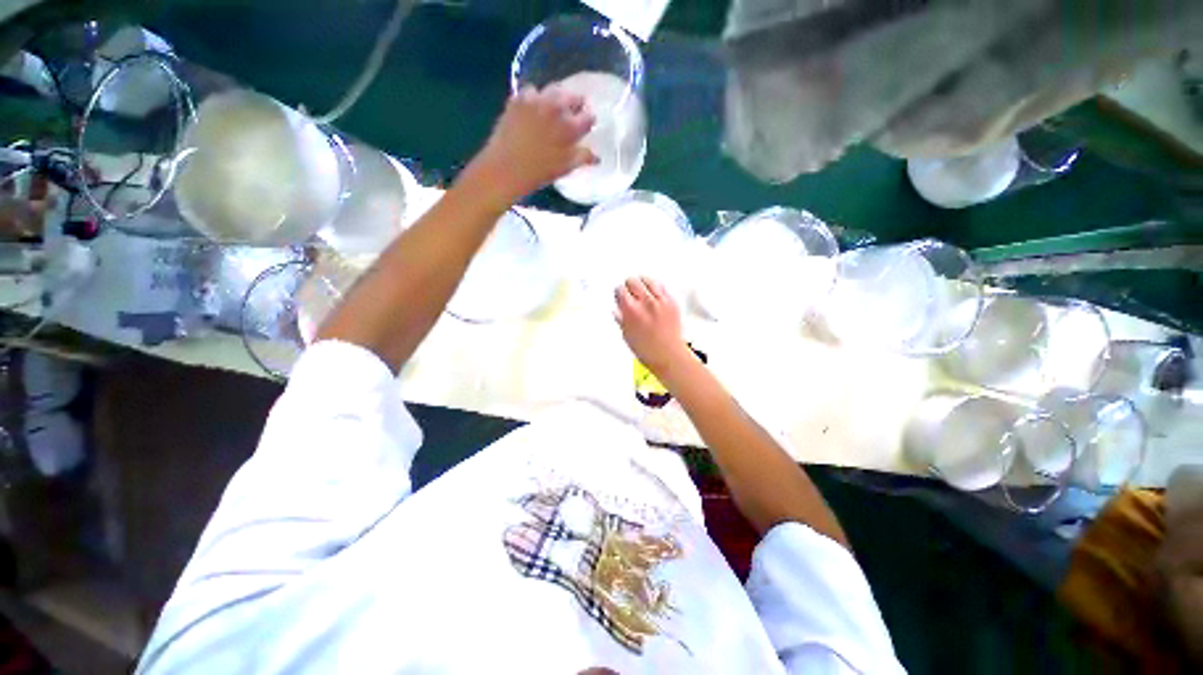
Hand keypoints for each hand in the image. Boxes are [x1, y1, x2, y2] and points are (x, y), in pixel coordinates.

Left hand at [462, 85, 595, 207]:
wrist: (506, 168)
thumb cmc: (539, 172)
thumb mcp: (565, 168)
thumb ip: (582, 158)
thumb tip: (597, 156)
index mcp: (570, 127)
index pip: (588, 116)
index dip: (588, 120)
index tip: (586, 125)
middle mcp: (556, 108)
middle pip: (572, 96)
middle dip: (575, 104)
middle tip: (571, 114)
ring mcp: (536, 100)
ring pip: (552, 90)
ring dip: (556, 98)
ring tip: (552, 110)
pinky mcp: (518, 98)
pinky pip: (531, 92)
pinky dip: (535, 99)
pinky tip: (533, 111)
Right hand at [615, 277, 690, 375]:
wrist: (668, 356)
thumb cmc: (647, 350)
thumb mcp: (627, 335)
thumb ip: (621, 319)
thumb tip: (617, 310)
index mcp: (631, 311)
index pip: (620, 290)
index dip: (618, 293)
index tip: (619, 295)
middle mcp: (645, 302)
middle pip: (633, 281)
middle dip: (629, 286)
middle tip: (630, 292)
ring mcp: (660, 301)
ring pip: (648, 280)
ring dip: (643, 284)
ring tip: (642, 290)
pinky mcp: (672, 302)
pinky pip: (662, 287)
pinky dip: (657, 289)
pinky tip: (654, 295)